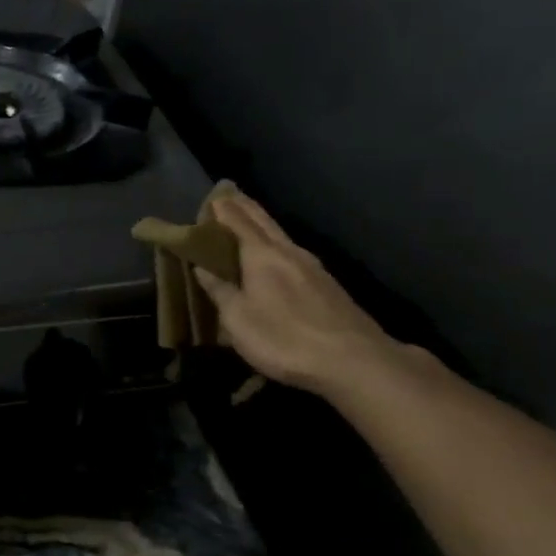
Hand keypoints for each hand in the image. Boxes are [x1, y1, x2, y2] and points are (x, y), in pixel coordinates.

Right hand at [193, 193, 403, 394]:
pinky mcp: (328, 285)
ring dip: (263, 224)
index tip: (212, 196)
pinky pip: (294, 253)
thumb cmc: (285, 339)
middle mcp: (289, 252)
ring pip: (281, 235)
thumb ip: (220, 292)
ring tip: (250, 220)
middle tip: (230, 194)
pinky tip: (279, 254)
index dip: (223, 209)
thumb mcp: (239, 320)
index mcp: (262, 255)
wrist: (354, 361)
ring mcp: (314, 267)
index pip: (238, 222)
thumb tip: (201, 268)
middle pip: (263, 221)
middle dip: (245, 207)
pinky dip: (278, 244)